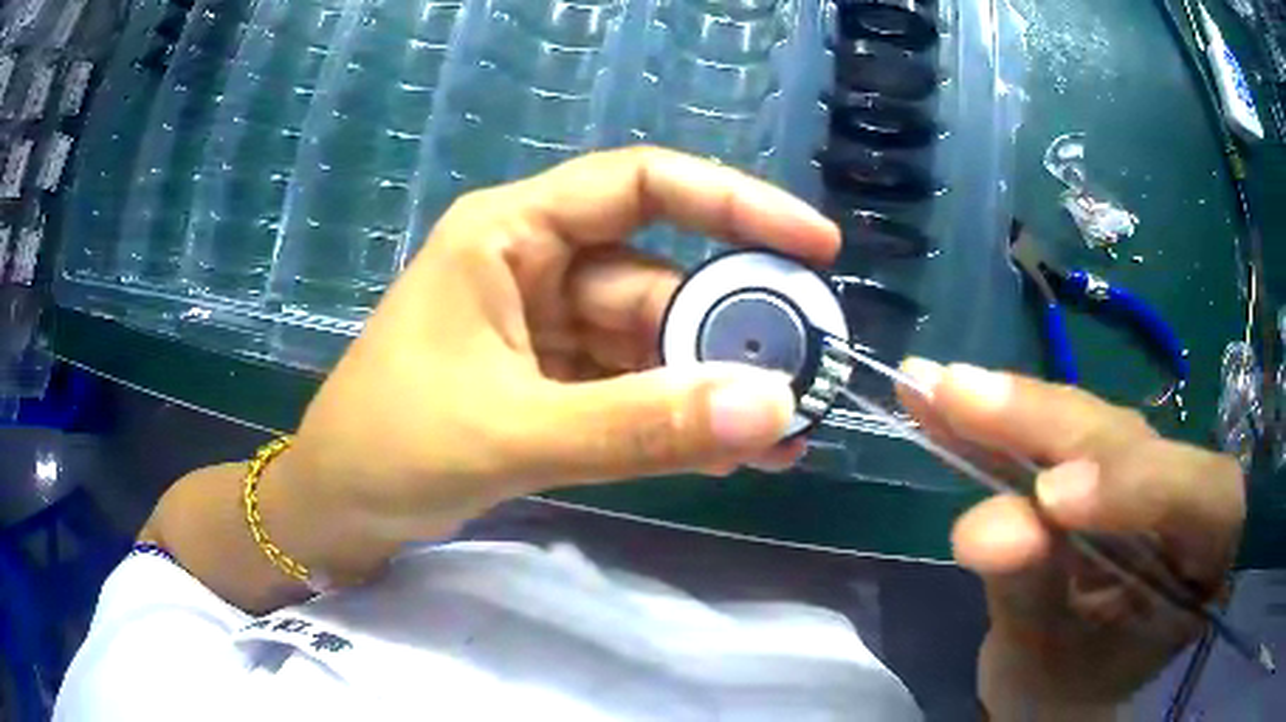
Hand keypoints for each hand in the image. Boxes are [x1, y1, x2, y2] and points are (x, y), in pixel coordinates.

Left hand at [286, 147, 838, 545]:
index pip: (641, 185)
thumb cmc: (389, 447)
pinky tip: (729, 453)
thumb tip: (769, 409)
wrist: (335, 508)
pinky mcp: (551, 384)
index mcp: (511, 233)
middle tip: (806, 381)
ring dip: (714, 390)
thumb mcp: (512, 433)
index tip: (814, 245)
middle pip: (661, 280)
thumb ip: (638, 426)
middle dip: (732, 333)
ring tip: (783, 436)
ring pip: (654, 344)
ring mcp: (547, 329)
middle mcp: (536, 266)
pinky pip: (632, 390)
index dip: (735, 203)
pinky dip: (678, 419)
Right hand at [900, 361, 1244, 712]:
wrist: (1058, 687)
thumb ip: (1029, 594)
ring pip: (1089, 422)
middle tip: (963, 400)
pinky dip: (996, 420)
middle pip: (1133, 440)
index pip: (1203, 498)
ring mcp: (1139, 473)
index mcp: (1203, 560)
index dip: (1141, 486)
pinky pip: (1050, 432)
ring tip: (938, 389)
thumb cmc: (1065, 690)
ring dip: (1013, 410)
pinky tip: (941, 398)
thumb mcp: (1048, 663)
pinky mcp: (1097, 463)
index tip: (1052, 499)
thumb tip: (984, 528)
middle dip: (1049, 425)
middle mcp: (1182, 499)